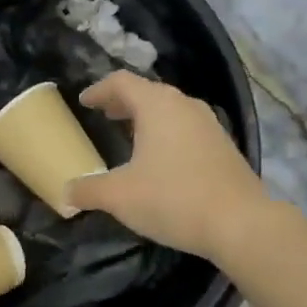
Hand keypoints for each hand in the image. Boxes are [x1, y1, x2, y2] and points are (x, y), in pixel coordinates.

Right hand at [67, 72, 267, 261]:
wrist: (241, 223)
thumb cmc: (173, 199)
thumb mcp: (120, 196)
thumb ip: (88, 190)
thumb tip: (65, 193)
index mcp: (156, 105)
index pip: (121, 82)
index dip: (99, 90)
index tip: (85, 101)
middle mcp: (184, 105)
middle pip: (147, 92)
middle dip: (123, 102)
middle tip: (104, 114)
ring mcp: (209, 124)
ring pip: (170, 109)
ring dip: (147, 117)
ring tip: (130, 134)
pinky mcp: (224, 146)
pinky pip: (186, 128)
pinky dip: (167, 132)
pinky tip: (161, 158)